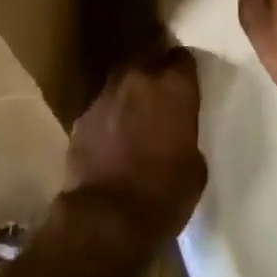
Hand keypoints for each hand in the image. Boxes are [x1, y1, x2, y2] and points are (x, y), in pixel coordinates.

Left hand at [60, 45, 207, 259]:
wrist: (106, 218)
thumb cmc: (163, 194)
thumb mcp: (195, 166)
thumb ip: (186, 133)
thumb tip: (176, 130)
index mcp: (173, 87)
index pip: (183, 58)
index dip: (185, 71)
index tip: (187, 84)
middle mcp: (138, 79)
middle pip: (149, 60)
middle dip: (156, 73)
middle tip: (162, 96)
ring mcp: (105, 95)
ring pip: (122, 81)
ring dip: (130, 93)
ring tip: (136, 116)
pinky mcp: (81, 117)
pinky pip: (102, 107)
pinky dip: (109, 116)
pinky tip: (112, 138)